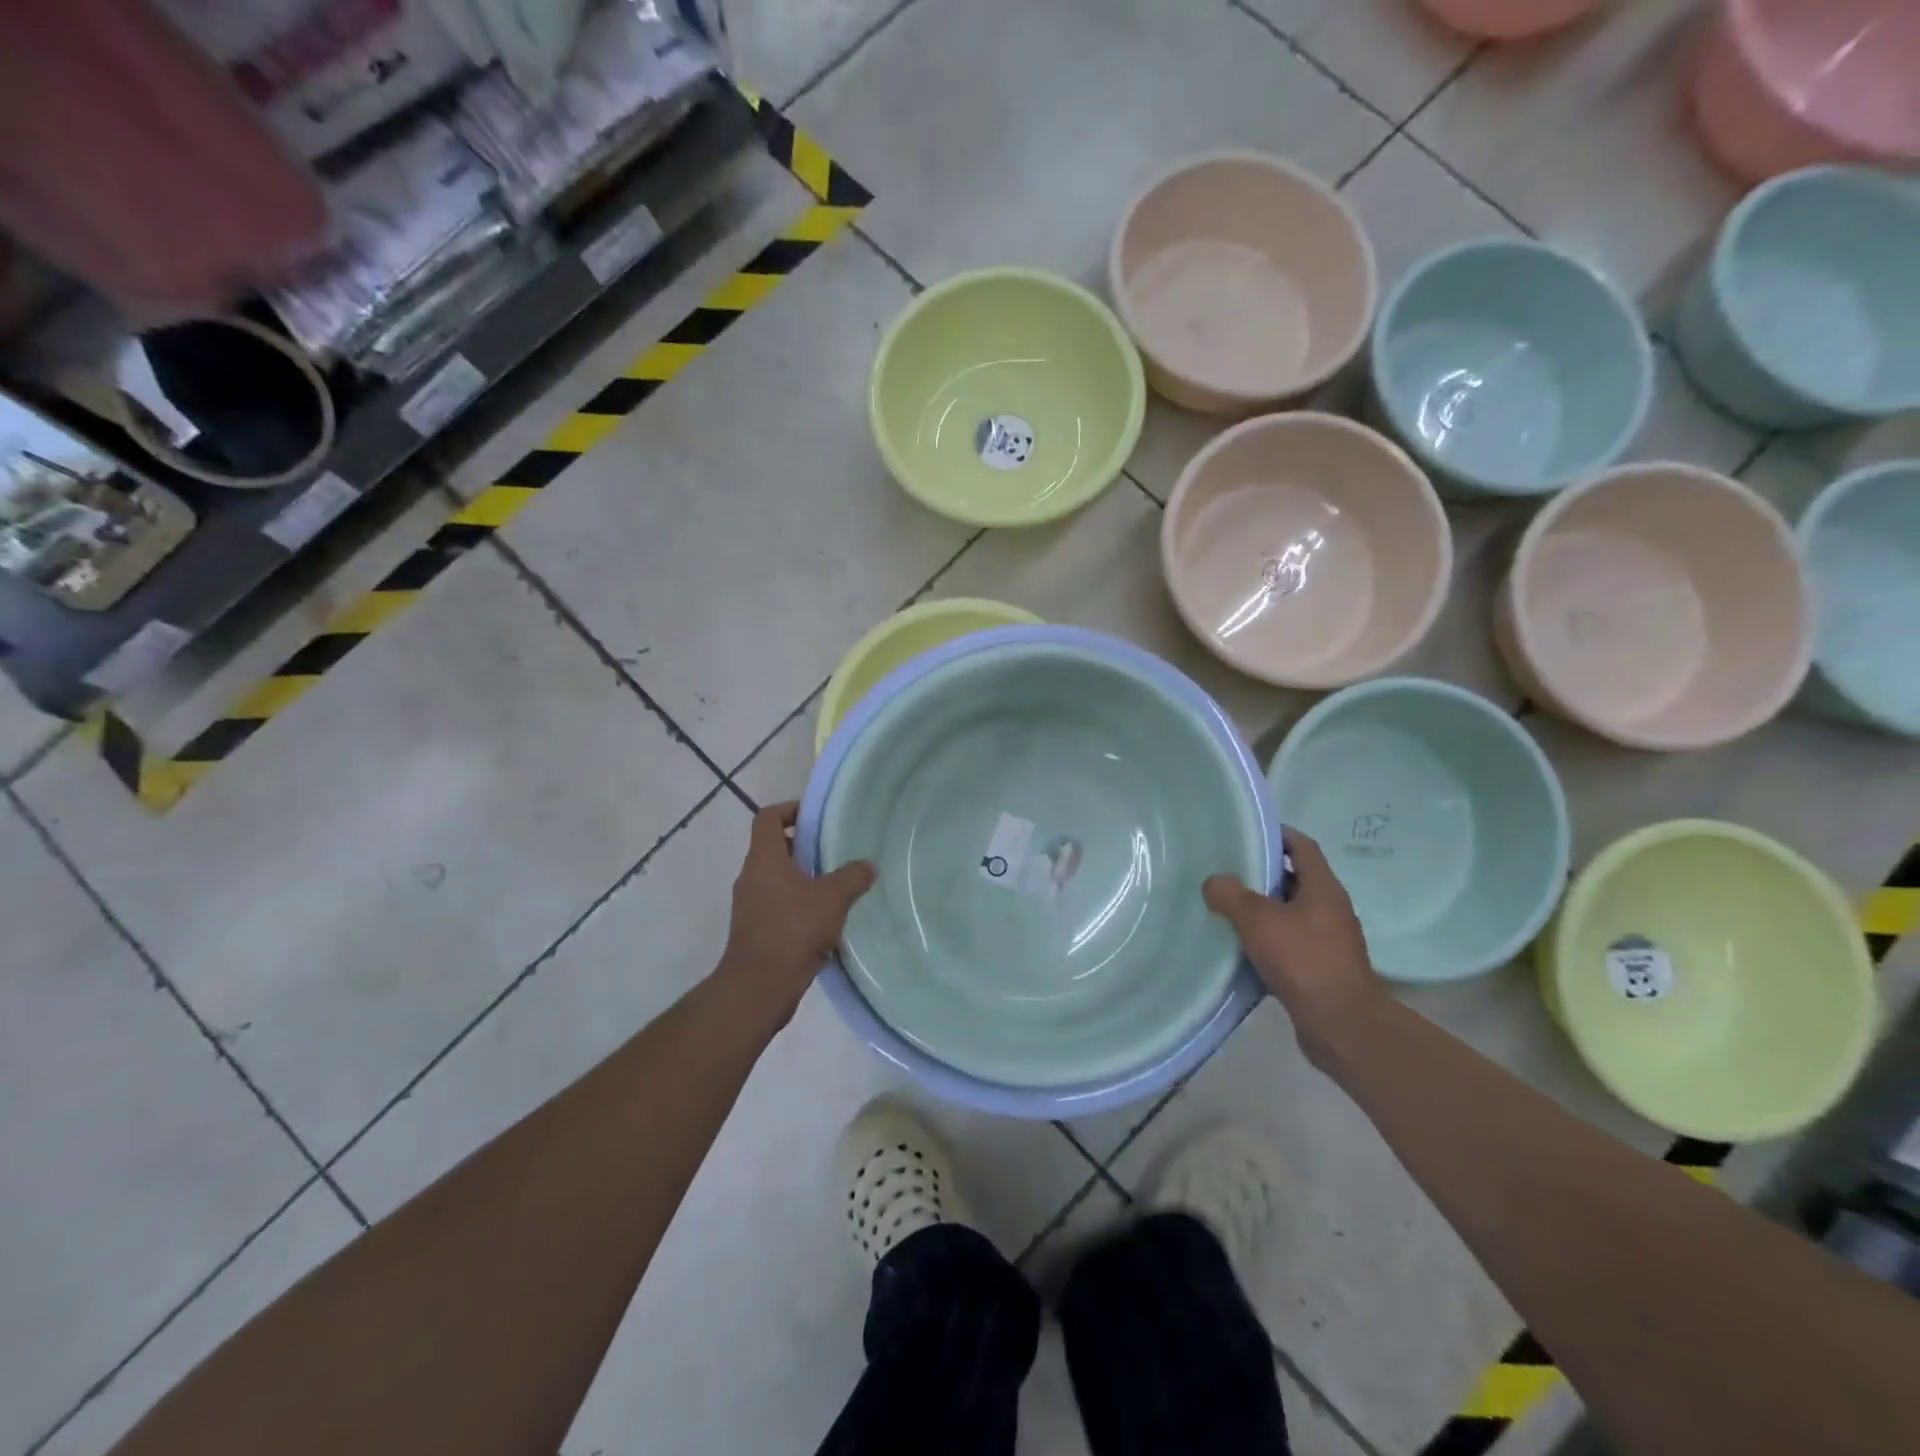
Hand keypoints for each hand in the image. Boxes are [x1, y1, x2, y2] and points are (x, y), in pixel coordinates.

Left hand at [717, 802, 876, 1026]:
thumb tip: (868, 865)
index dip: (790, 809)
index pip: (768, 817)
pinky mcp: (754, 928)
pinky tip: (823, 917)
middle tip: (833, 850)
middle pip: (773, 846)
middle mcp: (751, 876)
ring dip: (801, 876)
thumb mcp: (833, 898)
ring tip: (834, 884)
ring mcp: (749, 904)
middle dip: (802, 845)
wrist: (759, 987)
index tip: (816, 818)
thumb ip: (853, 877)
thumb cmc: (793, 930)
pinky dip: (797, 902)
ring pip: (775, 877)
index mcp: (764, 859)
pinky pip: (776, 903)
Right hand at [1203, 829, 1383, 1063]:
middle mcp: (1330, 910)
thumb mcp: (1258, 920)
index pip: (1302, 847)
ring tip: (1225, 908)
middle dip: (1262, 874)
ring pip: (1289, 914)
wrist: (1341, 1026)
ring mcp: (1328, 941)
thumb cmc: (1304, 961)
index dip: (1278, 835)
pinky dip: (1266, 941)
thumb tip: (1214, 882)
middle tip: (1226, 870)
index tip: (1247, 832)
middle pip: (1295, 880)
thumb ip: (1231, 895)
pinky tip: (1239, 948)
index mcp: (1323, 889)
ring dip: (1262, 910)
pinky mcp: (1320, 969)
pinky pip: (1289, 944)